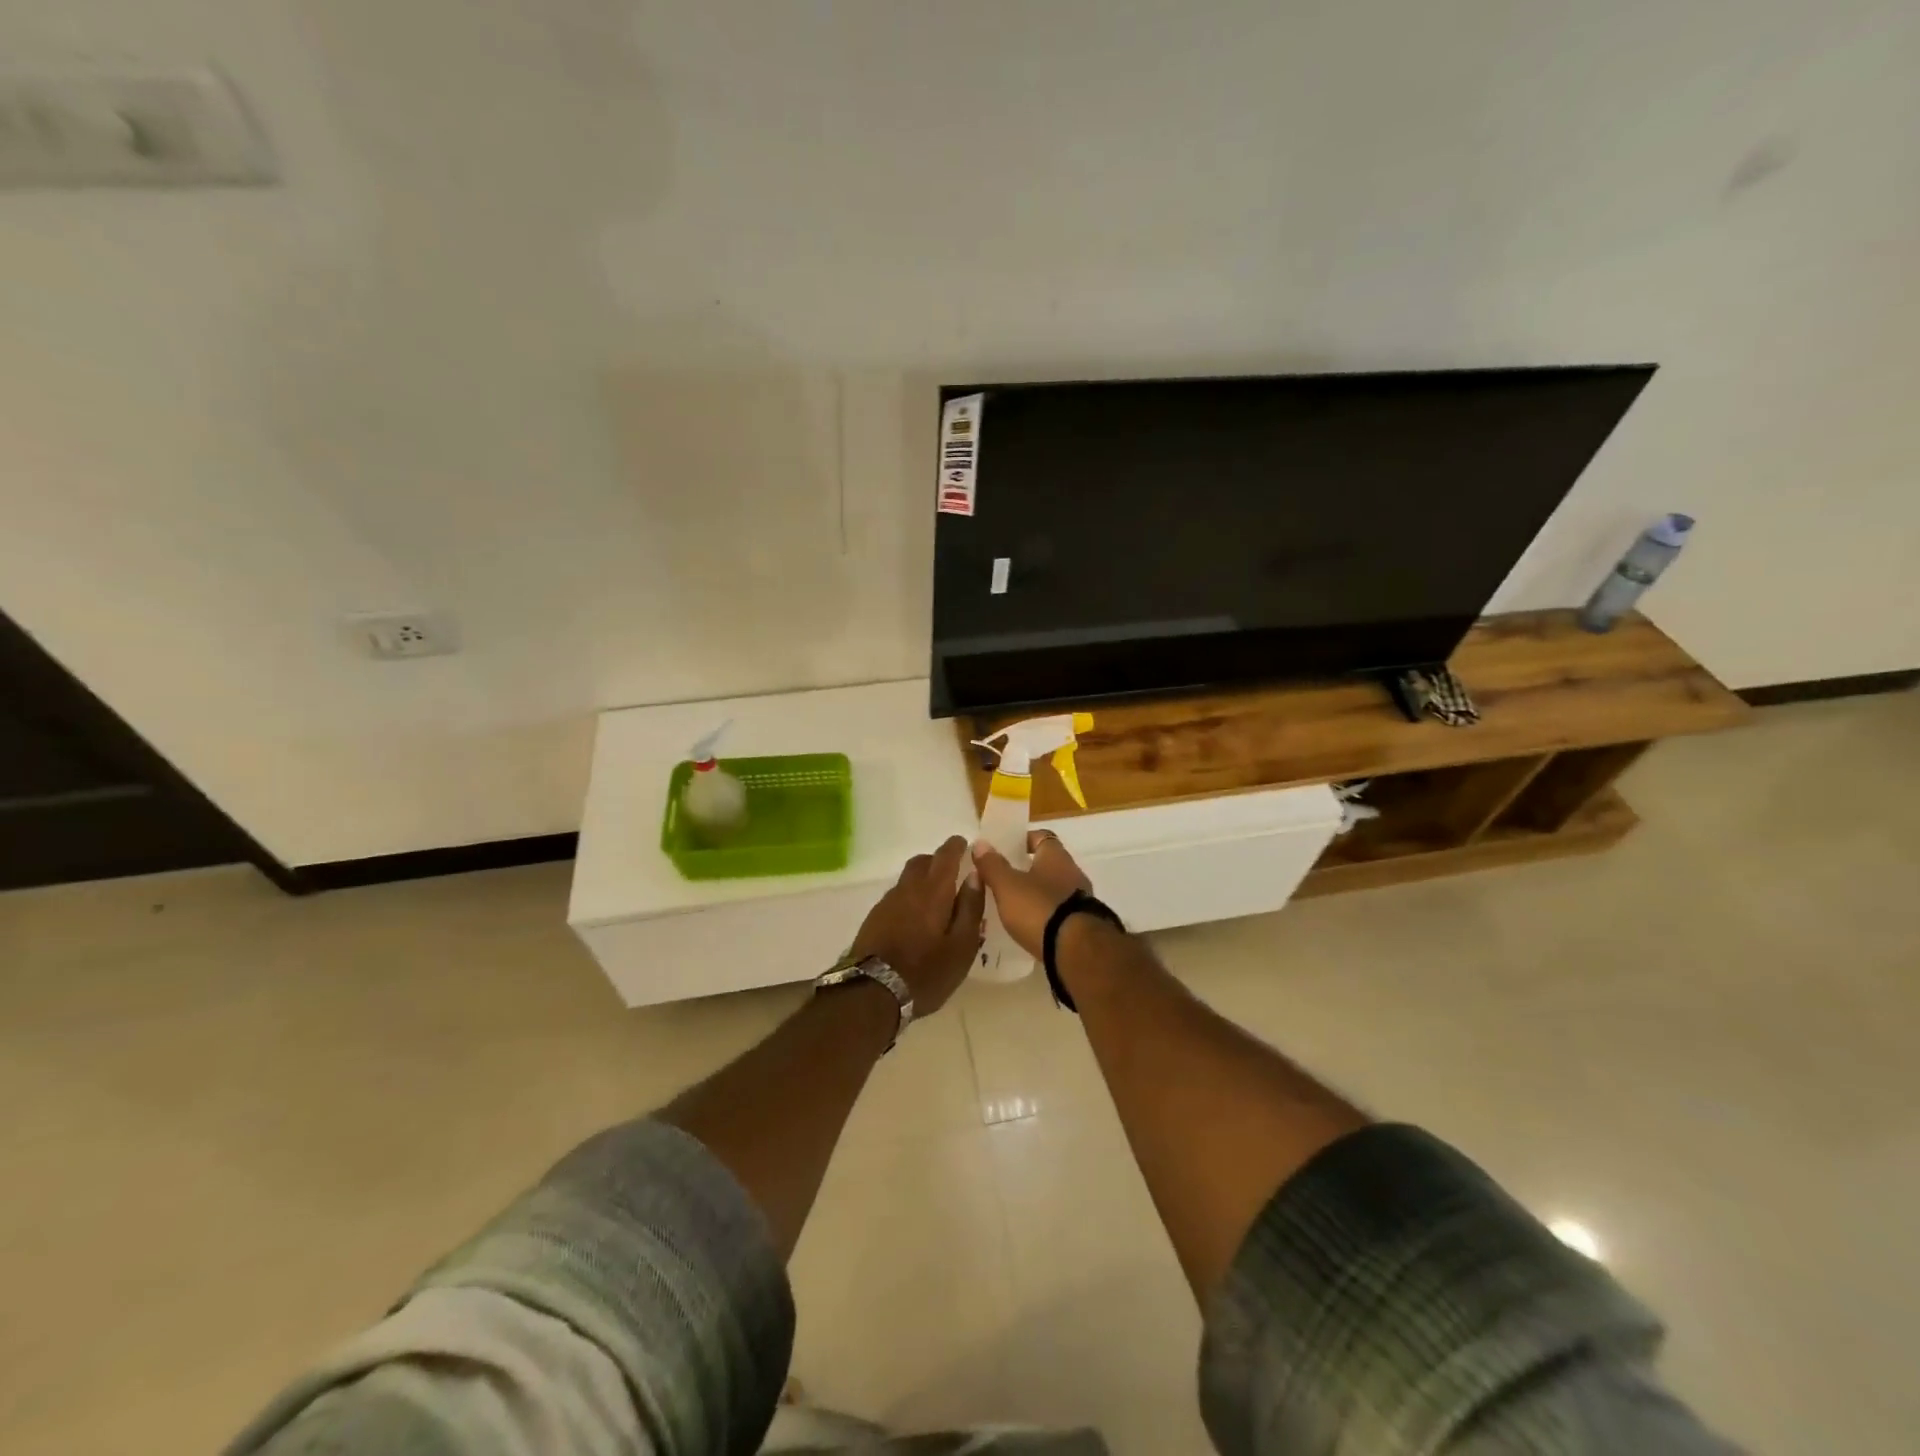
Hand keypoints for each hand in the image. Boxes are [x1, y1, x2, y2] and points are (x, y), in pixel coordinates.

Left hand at [848, 837, 984, 1016]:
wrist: (871, 993)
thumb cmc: (926, 972)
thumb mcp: (962, 946)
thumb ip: (971, 908)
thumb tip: (975, 876)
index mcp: (933, 891)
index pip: (945, 856)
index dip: (956, 847)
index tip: (964, 844)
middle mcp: (908, 889)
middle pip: (922, 862)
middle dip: (937, 861)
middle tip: (952, 872)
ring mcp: (887, 903)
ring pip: (907, 879)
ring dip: (922, 880)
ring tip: (935, 900)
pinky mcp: (874, 918)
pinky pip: (896, 896)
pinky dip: (909, 897)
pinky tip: (915, 919)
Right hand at [970, 830, 1093, 957]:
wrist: (1077, 951)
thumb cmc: (1039, 909)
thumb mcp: (1007, 886)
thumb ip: (993, 865)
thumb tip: (980, 843)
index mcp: (1056, 856)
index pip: (1042, 837)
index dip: (1024, 840)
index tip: (1006, 849)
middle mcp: (1073, 873)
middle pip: (1049, 864)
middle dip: (1027, 870)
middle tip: (1004, 879)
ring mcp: (1081, 899)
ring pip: (1054, 889)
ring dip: (1037, 894)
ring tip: (1013, 906)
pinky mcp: (1083, 924)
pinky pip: (1060, 912)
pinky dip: (1046, 915)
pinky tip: (1031, 926)